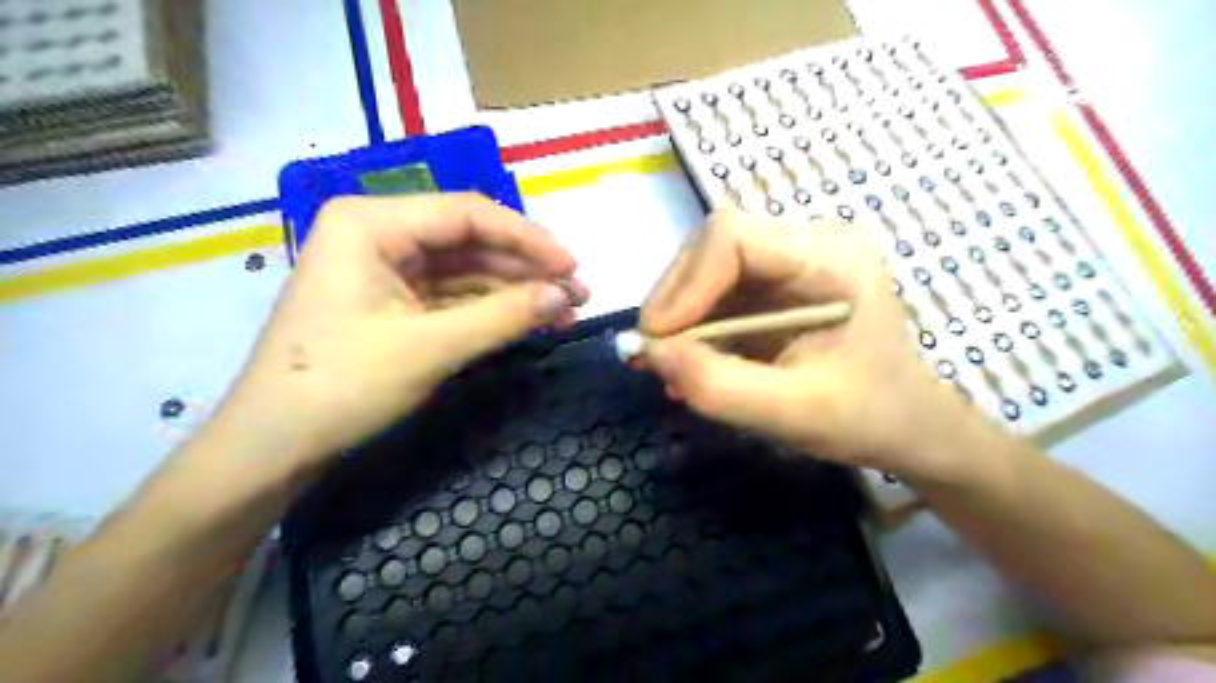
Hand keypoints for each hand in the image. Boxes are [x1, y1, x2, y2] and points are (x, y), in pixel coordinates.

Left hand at [211, 195, 587, 476]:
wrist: (274, 446)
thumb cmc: (342, 385)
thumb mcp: (431, 348)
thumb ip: (503, 316)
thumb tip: (563, 296)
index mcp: (372, 222)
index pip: (467, 214)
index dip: (528, 239)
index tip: (572, 267)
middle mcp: (377, 233)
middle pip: (469, 240)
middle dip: (524, 269)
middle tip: (575, 295)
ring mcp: (383, 269)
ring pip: (464, 270)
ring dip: (512, 291)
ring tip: (561, 313)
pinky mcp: (390, 301)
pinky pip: (451, 295)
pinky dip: (488, 309)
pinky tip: (524, 321)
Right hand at [645, 212, 974, 482]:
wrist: (908, 425)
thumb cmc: (866, 418)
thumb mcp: (790, 412)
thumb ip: (716, 384)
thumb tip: (649, 352)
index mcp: (830, 258)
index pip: (731, 237)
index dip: (684, 285)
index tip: (658, 340)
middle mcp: (810, 242)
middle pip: (712, 246)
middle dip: (675, 302)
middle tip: (655, 356)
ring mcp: (793, 259)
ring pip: (707, 268)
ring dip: (680, 317)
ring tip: (670, 366)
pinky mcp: (778, 282)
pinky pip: (718, 290)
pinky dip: (694, 326)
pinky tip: (690, 361)